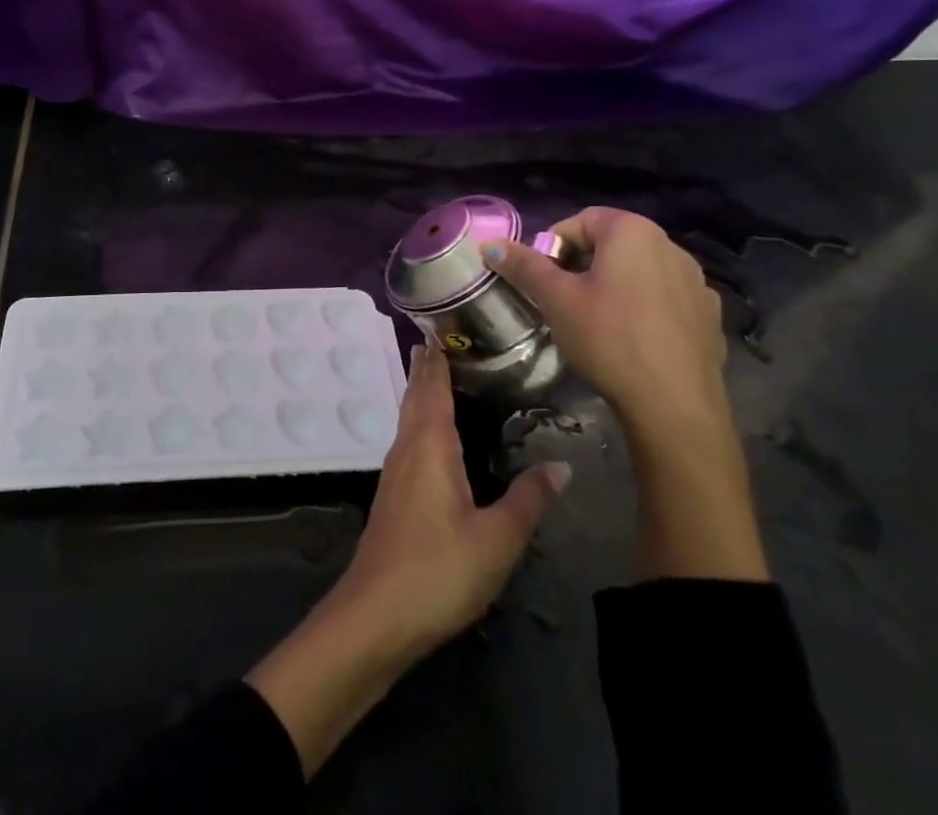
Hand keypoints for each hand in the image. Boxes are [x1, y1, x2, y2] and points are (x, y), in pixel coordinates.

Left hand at [245, 345, 567, 774]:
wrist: (376, 614)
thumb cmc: (438, 569)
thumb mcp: (496, 540)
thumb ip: (528, 500)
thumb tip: (562, 465)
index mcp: (430, 444)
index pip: (433, 385)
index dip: (438, 355)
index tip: (441, 323)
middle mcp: (407, 447)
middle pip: (416, 394)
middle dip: (428, 366)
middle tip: (445, 339)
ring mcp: (395, 471)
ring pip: (409, 416)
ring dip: (422, 391)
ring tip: (441, 374)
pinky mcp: (393, 494)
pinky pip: (409, 439)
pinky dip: (421, 420)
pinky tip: (434, 435)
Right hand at [482, 206, 727, 438]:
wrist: (675, 406)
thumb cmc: (609, 339)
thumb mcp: (556, 300)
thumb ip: (524, 266)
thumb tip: (489, 244)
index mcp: (633, 232)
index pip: (579, 221)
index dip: (553, 246)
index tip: (542, 279)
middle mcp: (670, 246)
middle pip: (611, 244)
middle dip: (581, 265)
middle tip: (563, 300)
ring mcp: (696, 281)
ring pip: (639, 271)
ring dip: (614, 285)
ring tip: (596, 322)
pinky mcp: (709, 315)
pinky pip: (665, 298)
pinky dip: (644, 308)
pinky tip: (633, 339)